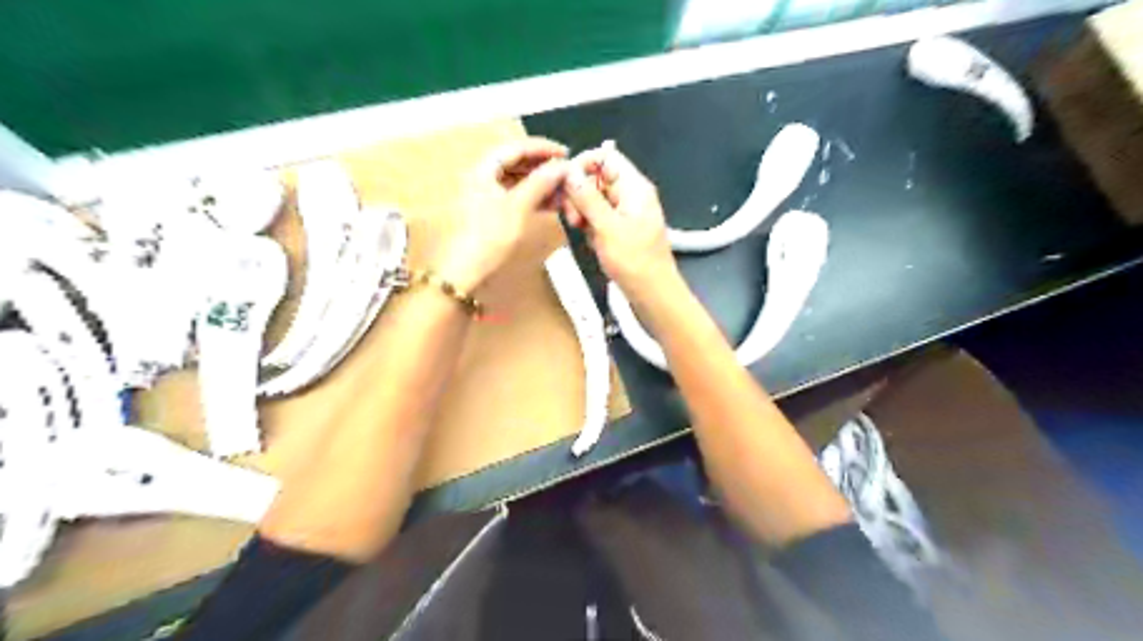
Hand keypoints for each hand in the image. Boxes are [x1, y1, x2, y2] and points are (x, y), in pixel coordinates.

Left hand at [434, 140, 564, 292]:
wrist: (466, 271)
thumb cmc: (491, 236)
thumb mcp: (519, 206)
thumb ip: (541, 182)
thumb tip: (562, 165)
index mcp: (483, 169)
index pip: (515, 148)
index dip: (541, 148)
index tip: (565, 153)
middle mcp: (481, 177)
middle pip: (515, 163)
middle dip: (542, 167)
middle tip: (566, 173)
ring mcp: (484, 196)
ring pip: (516, 181)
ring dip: (539, 184)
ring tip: (562, 190)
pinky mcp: (489, 213)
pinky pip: (514, 197)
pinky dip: (532, 197)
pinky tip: (549, 204)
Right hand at [561, 144, 675, 302]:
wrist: (653, 296)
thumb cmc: (635, 262)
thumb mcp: (607, 228)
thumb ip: (587, 197)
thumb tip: (569, 170)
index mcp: (634, 187)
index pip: (606, 156)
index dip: (583, 165)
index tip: (565, 184)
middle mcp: (631, 195)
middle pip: (597, 177)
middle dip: (580, 193)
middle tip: (573, 217)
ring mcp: (625, 213)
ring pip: (595, 199)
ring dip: (582, 212)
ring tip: (581, 230)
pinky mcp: (620, 230)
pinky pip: (599, 218)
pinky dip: (590, 226)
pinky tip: (590, 240)